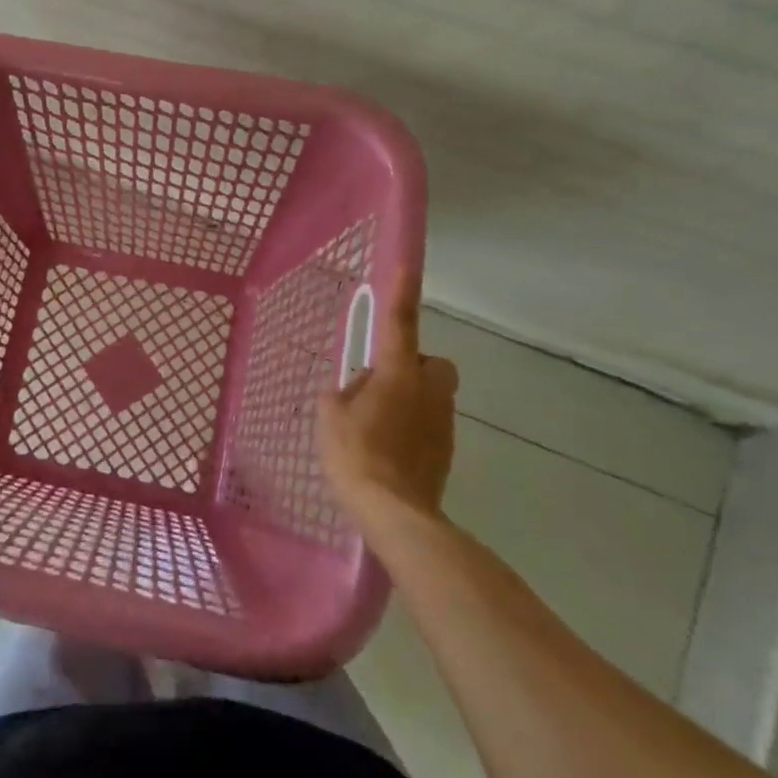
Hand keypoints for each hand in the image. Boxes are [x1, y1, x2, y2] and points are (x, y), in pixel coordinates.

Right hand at [317, 269, 459, 534]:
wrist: (395, 512)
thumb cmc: (357, 454)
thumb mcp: (331, 417)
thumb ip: (341, 393)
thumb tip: (353, 389)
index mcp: (398, 373)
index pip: (400, 323)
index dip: (402, 292)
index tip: (407, 265)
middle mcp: (428, 390)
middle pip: (430, 363)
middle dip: (411, 366)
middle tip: (378, 385)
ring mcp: (442, 422)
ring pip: (430, 394)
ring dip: (408, 398)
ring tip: (374, 425)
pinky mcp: (446, 450)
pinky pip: (428, 424)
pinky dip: (412, 427)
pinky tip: (387, 450)